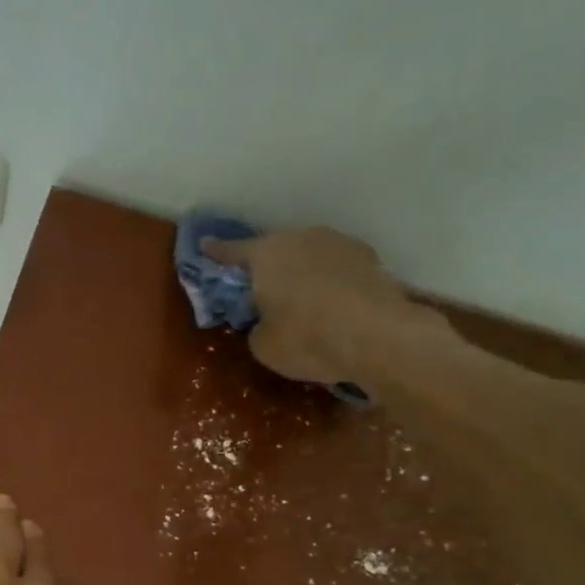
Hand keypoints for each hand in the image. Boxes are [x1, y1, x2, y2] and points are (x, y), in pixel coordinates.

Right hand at [203, 225, 445, 384]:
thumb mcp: (264, 345)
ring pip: (309, 255)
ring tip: (300, 298)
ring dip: (301, 272)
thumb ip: (257, 327)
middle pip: (275, 249)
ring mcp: (340, 244)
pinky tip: (331, 304)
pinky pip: (336, 269)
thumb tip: (266, 322)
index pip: (231, 252)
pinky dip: (329, 282)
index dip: (216, 252)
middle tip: (259, 287)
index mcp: (266, 254)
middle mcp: (301, 238)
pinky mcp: (370, 259)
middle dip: (266, 266)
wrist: (379, 338)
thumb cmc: (308, 339)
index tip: (204, 246)